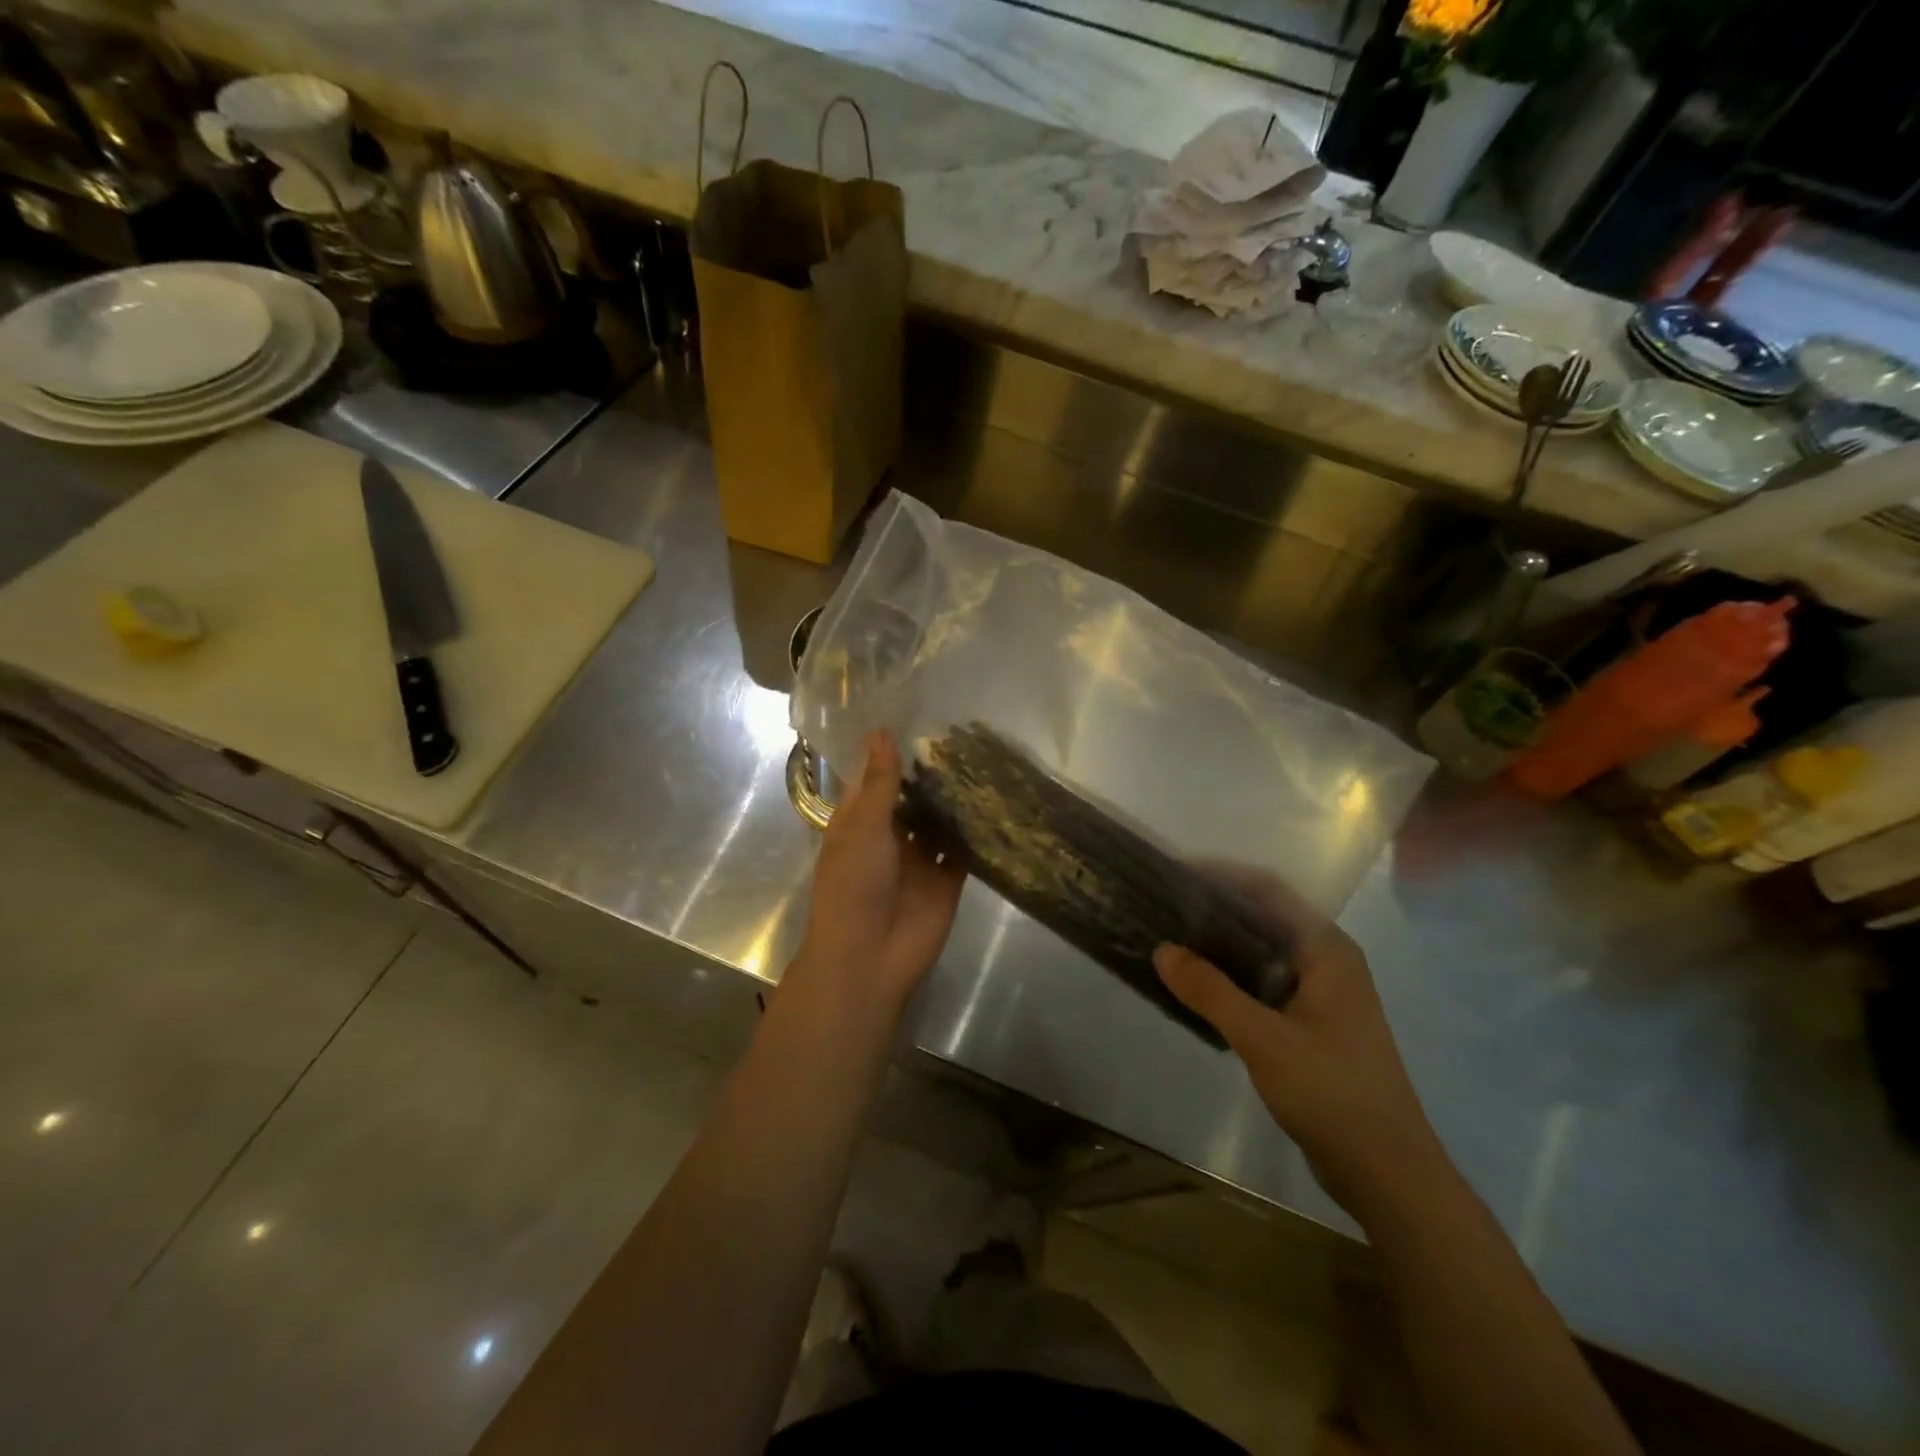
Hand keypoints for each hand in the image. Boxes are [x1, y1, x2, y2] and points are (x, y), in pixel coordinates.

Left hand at [789, 731, 965, 1016]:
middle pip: (913, 796)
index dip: (893, 751)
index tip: (919, 716)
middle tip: (966, 732)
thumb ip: (879, 781)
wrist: (870, 956)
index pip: (876, 777)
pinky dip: (975, 830)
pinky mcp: (947, 878)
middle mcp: (890, 834)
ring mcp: (920, 857)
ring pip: (940, 820)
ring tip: (986, 757)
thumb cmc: (854, 885)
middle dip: (932, 772)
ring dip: (955, 798)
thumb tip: (882, 731)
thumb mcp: (862, 827)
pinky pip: (963, 848)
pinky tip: (997, 800)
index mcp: (859, 821)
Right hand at [1153, 866, 1441, 1216]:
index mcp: (1327, 951)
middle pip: (1264, 919)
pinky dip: (1231, 979)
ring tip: (1171, 941)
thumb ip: (1210, 991)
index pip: (1270, 891)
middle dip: (1215, 909)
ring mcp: (1322, 996)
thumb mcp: (1262, 1038)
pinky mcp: (1312, 1026)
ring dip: (1220, 946)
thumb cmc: (1331, 1092)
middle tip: (1163, 907)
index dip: (1223, 875)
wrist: (1387, 1174)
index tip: (1176, 872)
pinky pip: (1264, 985)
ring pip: (1262, 954)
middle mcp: (1327, 963)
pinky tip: (1197, 988)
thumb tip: (1162, 949)